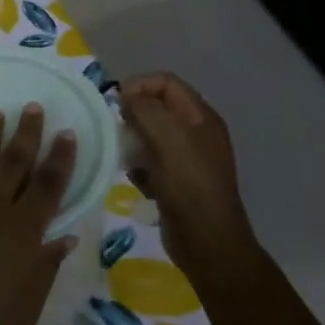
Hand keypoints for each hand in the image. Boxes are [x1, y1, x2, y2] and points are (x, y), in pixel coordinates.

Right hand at [119, 73, 256, 274]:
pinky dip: (140, 168)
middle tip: (118, 132)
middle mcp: (196, 133)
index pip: (166, 82)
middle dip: (133, 116)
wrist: (207, 241)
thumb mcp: (166, 137)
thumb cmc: (189, 184)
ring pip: (150, 136)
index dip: (139, 85)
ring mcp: (188, 159)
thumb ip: (143, 109)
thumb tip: (125, 97)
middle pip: (157, 108)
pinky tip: (138, 182)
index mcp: (200, 117)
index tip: (117, 105)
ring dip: (133, 144)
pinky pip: (151, 162)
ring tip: (126, 159)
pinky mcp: (177, 182)